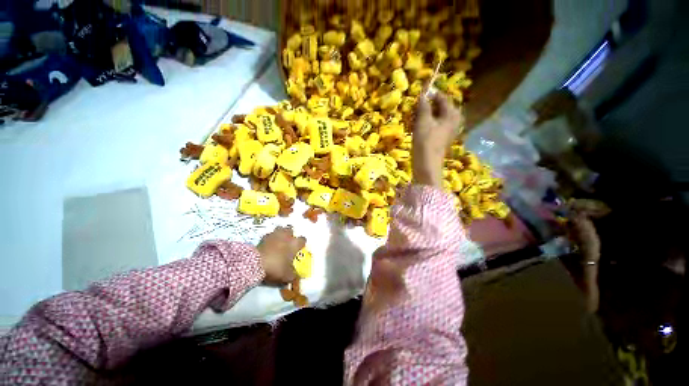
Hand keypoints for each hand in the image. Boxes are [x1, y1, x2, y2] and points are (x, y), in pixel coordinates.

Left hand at [257, 226, 305, 284]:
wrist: (255, 264)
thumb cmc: (276, 268)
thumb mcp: (287, 276)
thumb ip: (294, 276)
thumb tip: (298, 277)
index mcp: (294, 244)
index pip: (303, 240)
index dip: (301, 244)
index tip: (299, 249)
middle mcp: (286, 236)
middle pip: (291, 230)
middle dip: (290, 235)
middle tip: (288, 243)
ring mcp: (275, 235)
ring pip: (280, 229)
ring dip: (280, 234)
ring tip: (278, 241)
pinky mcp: (264, 237)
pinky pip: (270, 235)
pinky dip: (270, 239)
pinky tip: (268, 245)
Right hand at [412, 93, 463, 187]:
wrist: (427, 165)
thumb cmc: (426, 142)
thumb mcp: (423, 121)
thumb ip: (424, 106)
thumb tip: (423, 94)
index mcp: (452, 113)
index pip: (442, 97)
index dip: (430, 93)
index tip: (419, 92)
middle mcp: (454, 119)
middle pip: (441, 106)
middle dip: (428, 105)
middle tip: (416, 107)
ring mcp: (450, 129)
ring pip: (437, 116)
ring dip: (426, 115)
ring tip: (415, 116)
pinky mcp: (443, 137)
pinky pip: (436, 124)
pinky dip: (428, 123)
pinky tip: (419, 126)